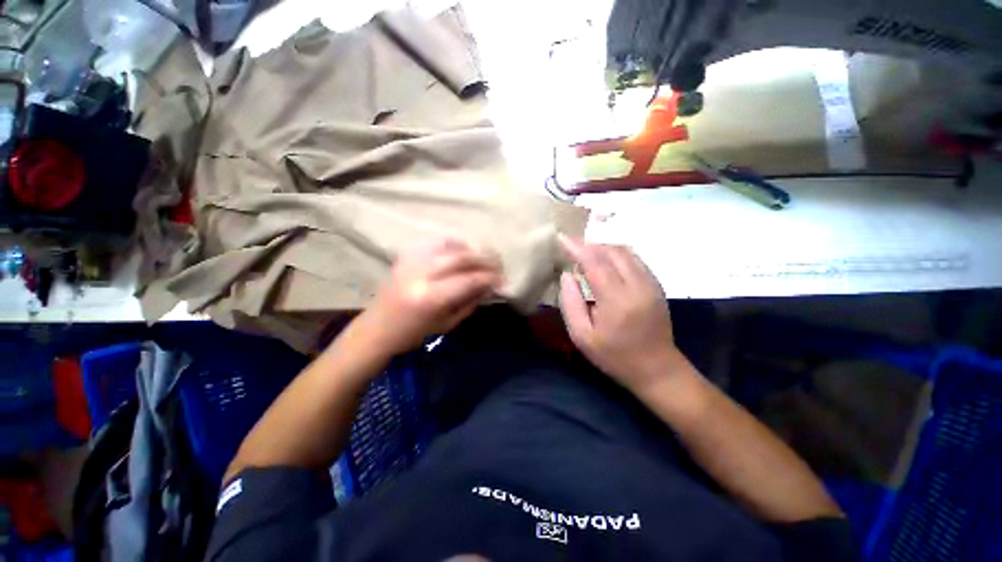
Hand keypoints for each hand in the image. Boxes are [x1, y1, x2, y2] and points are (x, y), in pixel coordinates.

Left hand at [361, 238, 501, 354]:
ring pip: (449, 246)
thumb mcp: (448, 323)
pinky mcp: (406, 256)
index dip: (491, 278)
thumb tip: (490, 285)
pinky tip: (461, 251)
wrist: (377, 329)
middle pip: (462, 258)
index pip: (470, 279)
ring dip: (471, 250)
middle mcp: (421, 274)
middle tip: (498, 266)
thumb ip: (471, 301)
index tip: (504, 281)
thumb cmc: (414, 334)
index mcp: (431, 298)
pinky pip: (434, 242)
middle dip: (485, 260)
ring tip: (482, 258)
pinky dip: (453, 244)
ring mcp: (412, 261)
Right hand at [558, 235, 686, 392]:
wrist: (657, 369)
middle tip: (572, 246)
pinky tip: (605, 261)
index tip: (562, 237)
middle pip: (612, 251)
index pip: (595, 263)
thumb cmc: (614, 356)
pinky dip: (616, 253)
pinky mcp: (656, 285)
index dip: (577, 248)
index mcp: (616, 300)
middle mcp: (637, 285)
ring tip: (585, 251)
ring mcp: (651, 283)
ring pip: (625, 252)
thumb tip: (567, 275)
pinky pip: (634, 259)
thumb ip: (570, 303)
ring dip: (603, 247)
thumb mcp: (582, 336)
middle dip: (589, 244)